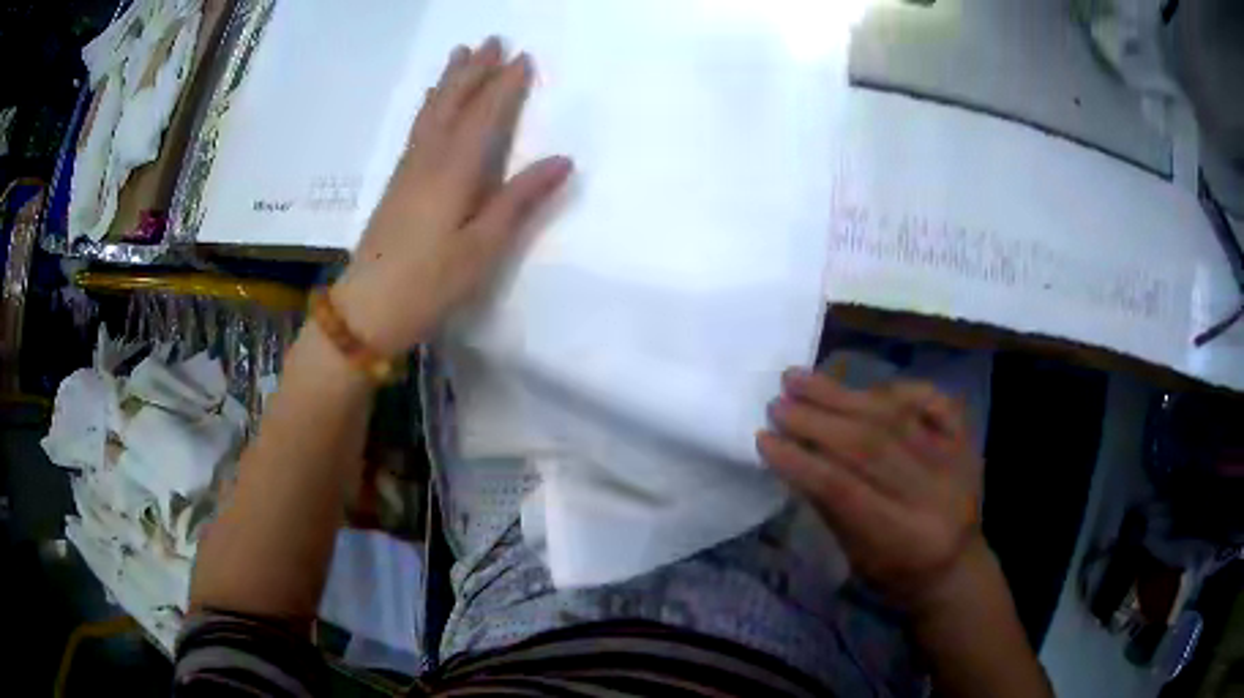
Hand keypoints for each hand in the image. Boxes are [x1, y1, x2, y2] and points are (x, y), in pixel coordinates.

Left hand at [334, 38, 572, 354]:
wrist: (366, 309)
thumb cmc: (430, 284)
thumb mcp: (483, 248)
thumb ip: (520, 201)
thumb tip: (563, 159)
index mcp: (454, 171)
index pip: (485, 115)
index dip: (505, 85)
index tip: (524, 57)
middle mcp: (429, 159)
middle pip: (454, 104)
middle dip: (475, 71)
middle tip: (492, 40)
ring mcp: (408, 170)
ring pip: (433, 112)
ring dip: (450, 81)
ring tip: (462, 54)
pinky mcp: (397, 185)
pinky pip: (419, 129)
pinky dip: (431, 106)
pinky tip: (432, 103)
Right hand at [757, 369, 984, 612]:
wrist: (956, 569)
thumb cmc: (896, 576)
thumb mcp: (856, 557)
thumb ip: (829, 506)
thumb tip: (792, 455)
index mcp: (904, 537)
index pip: (844, 490)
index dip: (801, 462)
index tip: (764, 438)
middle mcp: (934, 494)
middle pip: (870, 447)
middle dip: (817, 421)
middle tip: (778, 402)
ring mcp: (956, 460)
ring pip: (894, 417)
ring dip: (843, 396)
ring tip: (801, 379)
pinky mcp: (966, 439)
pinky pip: (932, 399)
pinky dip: (895, 389)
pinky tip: (861, 385)